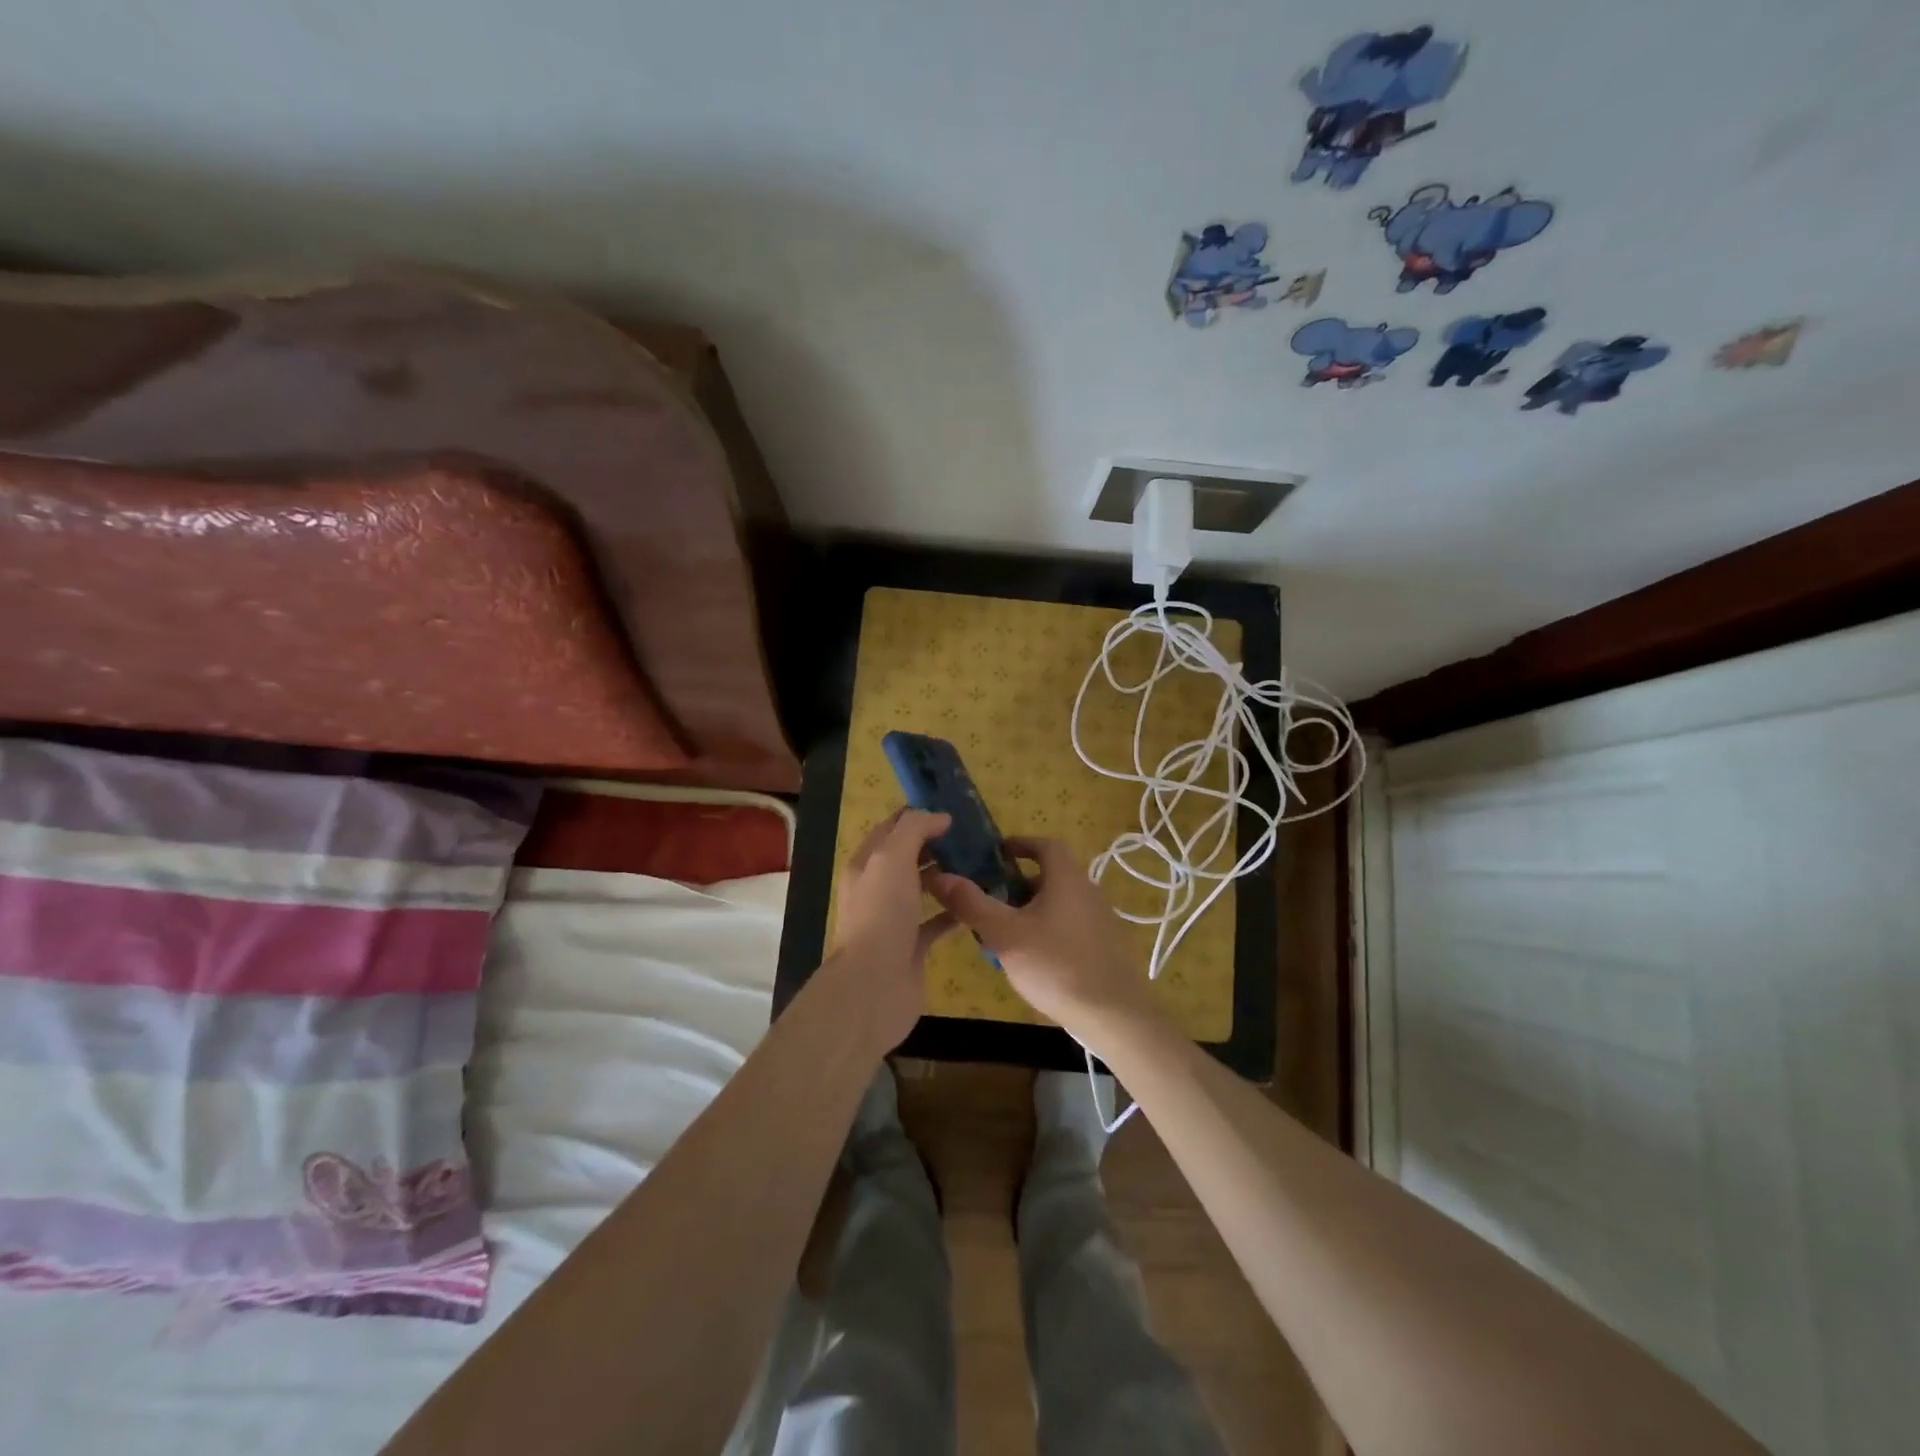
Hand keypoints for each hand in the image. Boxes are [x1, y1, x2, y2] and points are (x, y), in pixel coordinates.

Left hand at [827, 809, 957, 1052]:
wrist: (873, 986)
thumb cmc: (881, 914)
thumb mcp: (892, 858)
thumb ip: (914, 830)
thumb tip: (940, 816)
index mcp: (867, 864)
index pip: (892, 828)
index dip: (919, 816)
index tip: (954, 811)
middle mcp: (878, 888)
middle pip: (909, 857)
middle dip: (938, 845)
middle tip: (975, 838)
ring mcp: (895, 919)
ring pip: (923, 888)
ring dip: (948, 876)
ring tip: (982, 865)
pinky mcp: (913, 946)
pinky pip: (936, 920)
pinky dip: (955, 910)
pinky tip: (978, 902)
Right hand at [926, 838, 1160, 1045]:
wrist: (1114, 1015)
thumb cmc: (1056, 966)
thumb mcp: (1004, 934)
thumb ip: (971, 904)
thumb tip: (940, 876)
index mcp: (1067, 878)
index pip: (1045, 845)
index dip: (1020, 844)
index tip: (995, 854)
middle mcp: (1088, 891)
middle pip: (1050, 875)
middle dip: (1018, 883)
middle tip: (990, 900)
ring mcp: (1101, 920)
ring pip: (1059, 903)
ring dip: (1031, 910)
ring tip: (1004, 934)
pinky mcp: (1106, 947)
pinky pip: (1070, 927)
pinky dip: (1048, 931)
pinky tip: (1033, 960)